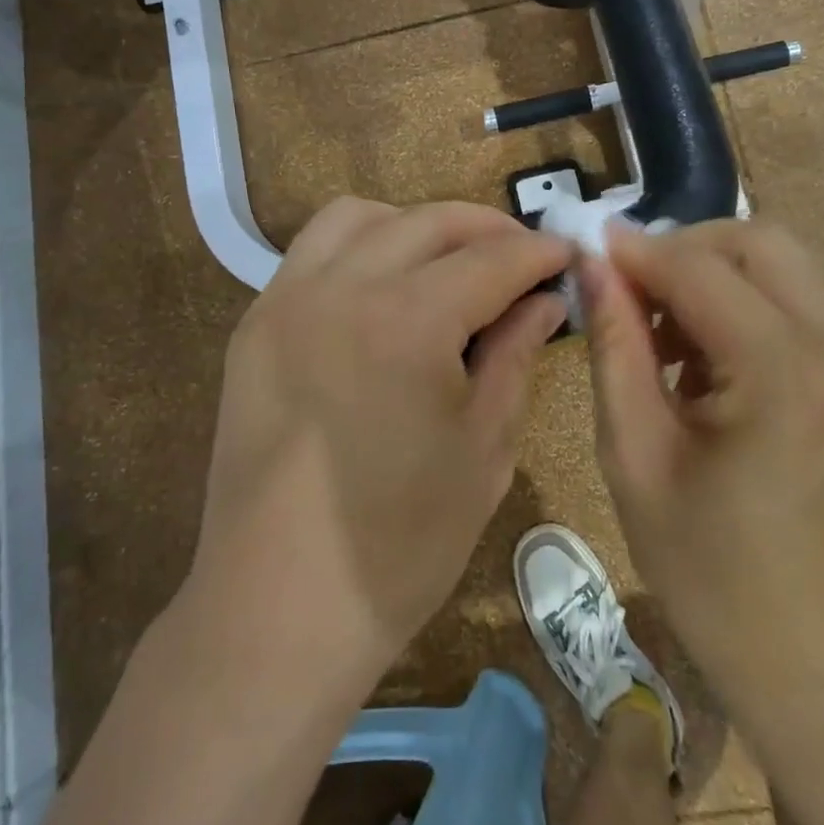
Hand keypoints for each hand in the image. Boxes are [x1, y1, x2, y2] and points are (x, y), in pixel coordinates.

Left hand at [188, 197, 571, 689]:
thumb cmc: (401, 543)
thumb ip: (516, 354)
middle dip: (486, 229)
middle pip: (427, 222)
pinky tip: (385, 290)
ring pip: (359, 217)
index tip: (567, 252)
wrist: (279, 607)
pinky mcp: (255, 324)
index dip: (538, 252)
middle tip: (521, 257)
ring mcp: (286, 299)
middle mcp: (340, 288)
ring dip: (415, 226)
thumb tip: (545, 298)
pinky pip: (312, 253)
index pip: (491, 259)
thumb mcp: (484, 448)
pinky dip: (360, 247)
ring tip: (449, 263)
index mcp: (407, 322)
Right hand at [580, 218, 823, 701]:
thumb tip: (592, 264)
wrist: (816, 654)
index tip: (586, 248)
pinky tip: (712, 360)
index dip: (636, 251)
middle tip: (631, 293)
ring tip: (666, 335)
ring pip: (783, 265)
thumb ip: (614, 345)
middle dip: (684, 249)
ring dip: (715, 277)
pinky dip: (748, 304)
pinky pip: (802, 301)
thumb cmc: (708, 568)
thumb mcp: (635, 454)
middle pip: (758, 241)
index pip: (700, 269)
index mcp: (786, 376)